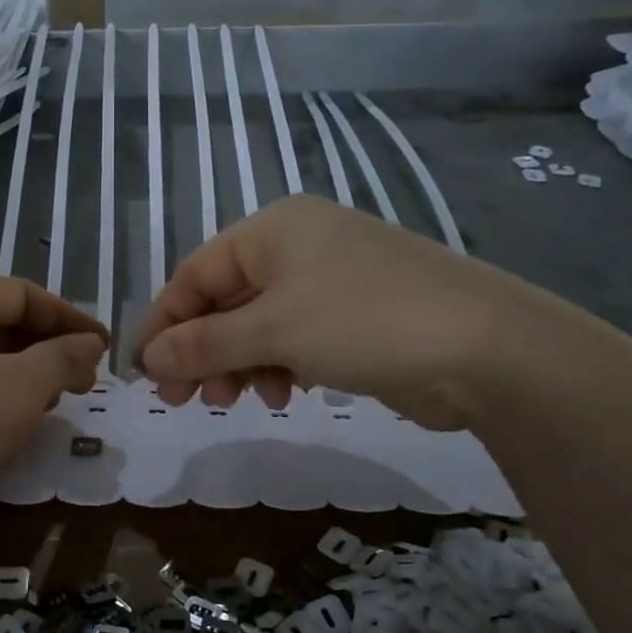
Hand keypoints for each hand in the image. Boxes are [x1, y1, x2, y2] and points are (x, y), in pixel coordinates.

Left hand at [0, 278, 106, 558]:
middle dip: (49, 347)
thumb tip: (91, 342)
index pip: (20, 292)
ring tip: (57, 404)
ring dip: (26, 376)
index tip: (103, 345)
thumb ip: (63, 358)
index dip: (67, 314)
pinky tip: (16, 429)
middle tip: (85, 380)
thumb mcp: (22, 387)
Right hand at [134, 196, 565, 430]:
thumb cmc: (363, 322)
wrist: (484, 348)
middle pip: (224, 301)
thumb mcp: (272, 331)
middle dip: (201, 351)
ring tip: (234, 402)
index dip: (165, 323)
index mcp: (273, 230)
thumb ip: (203, 344)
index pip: (195, 273)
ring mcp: (329, 282)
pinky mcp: (353, 318)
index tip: (146, 373)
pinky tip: (280, 394)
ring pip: (257, 325)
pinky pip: (292, 340)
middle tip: (182, 400)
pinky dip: (276, 366)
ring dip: (237, 365)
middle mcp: (298, 247)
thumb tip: (147, 359)